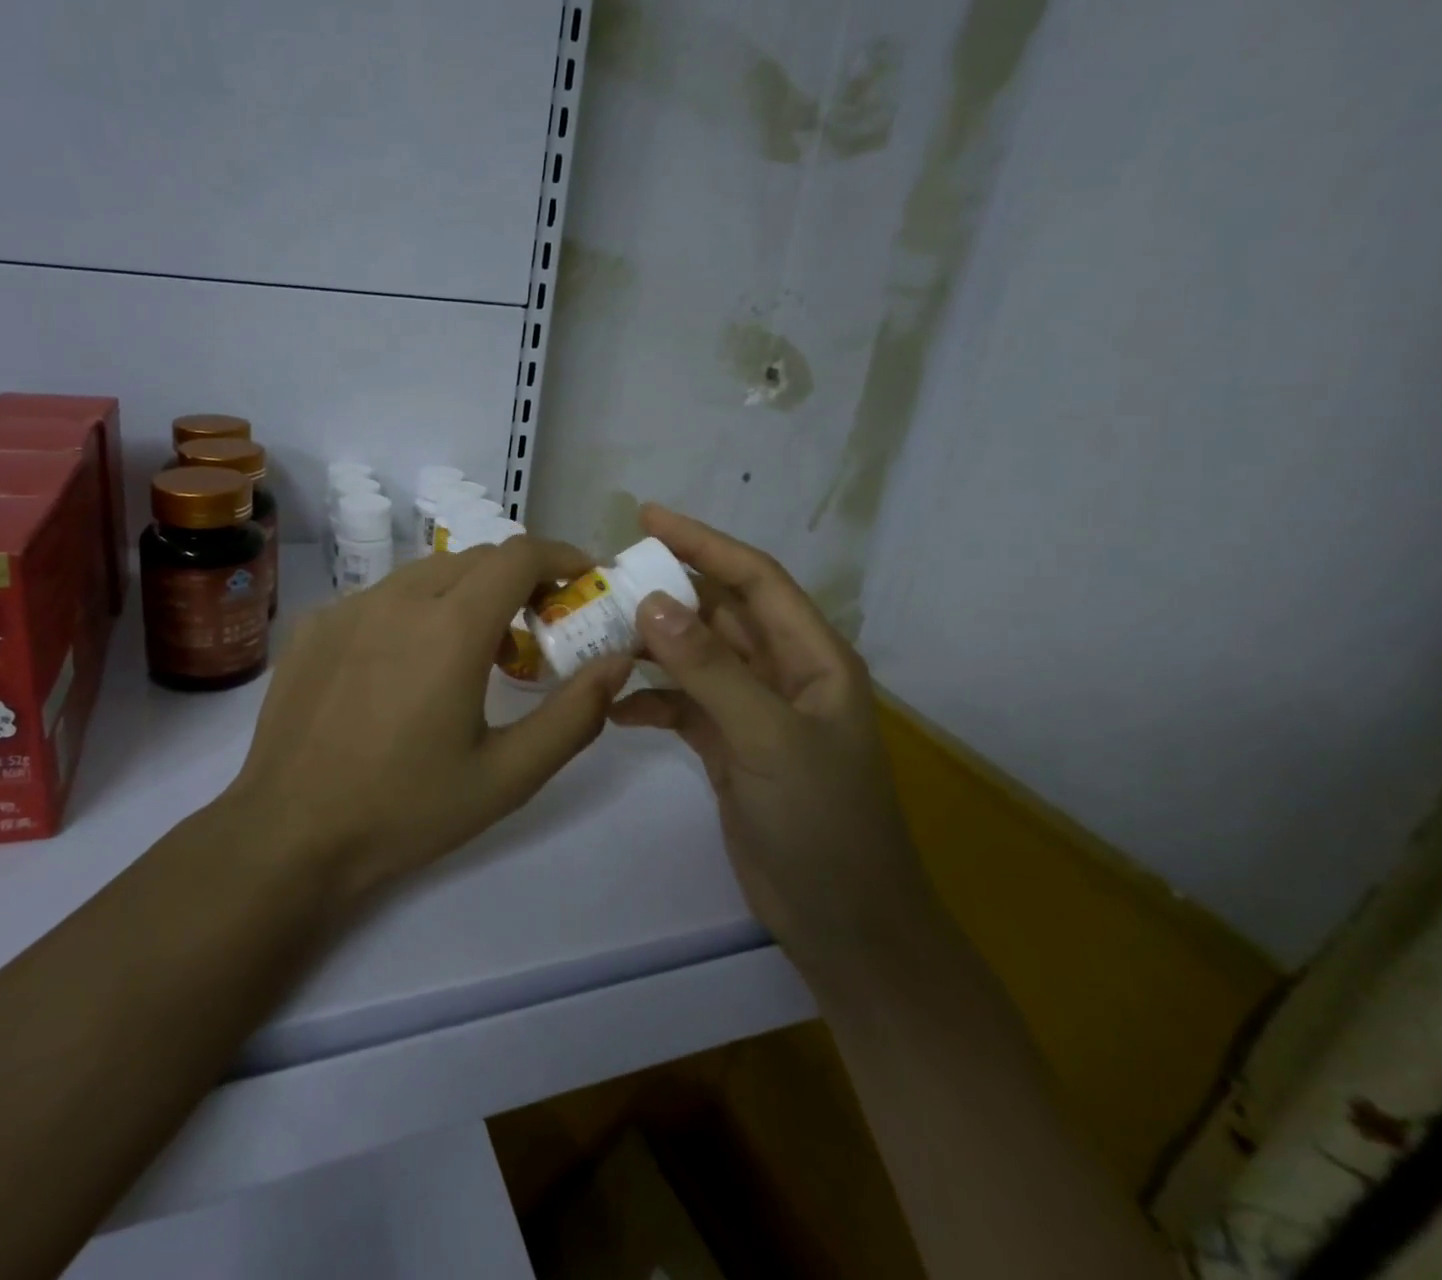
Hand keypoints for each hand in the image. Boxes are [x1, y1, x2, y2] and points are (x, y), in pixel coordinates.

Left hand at [227, 538, 633, 905]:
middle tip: (536, 629)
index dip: (560, 557)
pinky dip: (413, 611)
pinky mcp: (316, 625)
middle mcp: (399, 598)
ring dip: (465, 594)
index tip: (581, 580)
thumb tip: (618, 662)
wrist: (290, 834)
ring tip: (471, 652)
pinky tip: (404, 668)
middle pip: (476, 559)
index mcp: (452, 627)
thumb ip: (574, 714)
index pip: (520, 555)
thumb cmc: (407, 810)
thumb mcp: (507, 775)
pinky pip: (381, 598)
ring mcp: (349, 607)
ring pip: (426, 573)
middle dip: (518, 580)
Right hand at [610, 505, 927, 971]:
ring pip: (696, 659)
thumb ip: (710, 669)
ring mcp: (755, 712)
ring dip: (652, 646)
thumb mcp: (768, 738)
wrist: (844, 924)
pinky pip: (683, 708)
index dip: (704, 542)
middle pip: (720, 614)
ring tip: (598, 633)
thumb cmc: (823, 823)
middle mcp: (784, 674)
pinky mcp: (730, 748)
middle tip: (605, 578)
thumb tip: (652, 602)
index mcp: (812, 657)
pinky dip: (651, 703)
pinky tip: (614, 709)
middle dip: (667, 592)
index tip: (647, 518)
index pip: (754, 579)